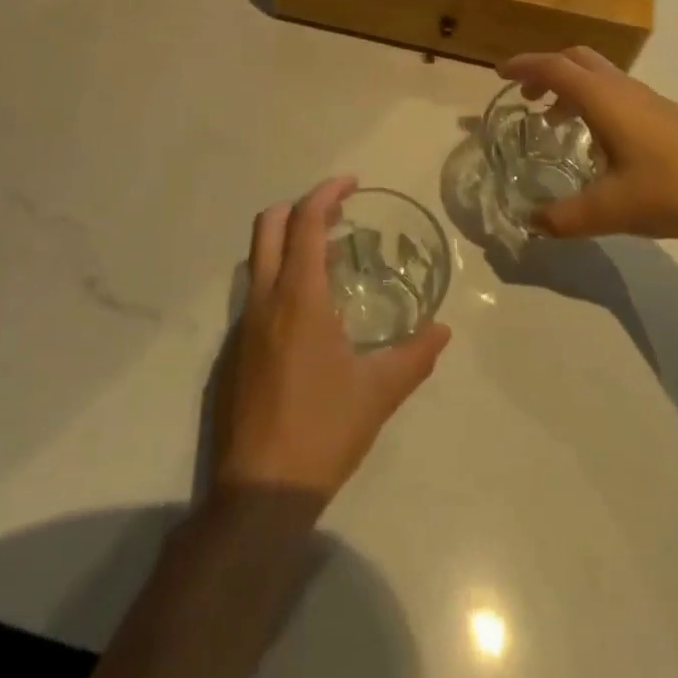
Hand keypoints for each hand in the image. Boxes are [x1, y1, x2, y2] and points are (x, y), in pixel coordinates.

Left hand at [213, 177, 450, 505]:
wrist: (259, 494)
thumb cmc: (323, 431)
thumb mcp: (379, 393)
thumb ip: (415, 356)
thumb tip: (443, 330)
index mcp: (298, 297)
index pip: (304, 222)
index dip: (326, 193)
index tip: (352, 183)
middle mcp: (263, 300)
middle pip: (269, 226)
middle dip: (300, 207)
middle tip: (337, 212)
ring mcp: (243, 325)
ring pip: (258, 258)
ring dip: (289, 241)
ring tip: (329, 255)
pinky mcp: (234, 350)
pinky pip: (255, 291)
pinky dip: (280, 276)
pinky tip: (309, 309)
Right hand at [498, 47, 677, 242]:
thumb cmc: (671, 191)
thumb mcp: (610, 210)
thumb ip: (564, 218)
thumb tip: (530, 224)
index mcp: (604, 99)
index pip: (554, 68)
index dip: (524, 66)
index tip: (498, 74)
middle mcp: (623, 88)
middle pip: (576, 59)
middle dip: (545, 70)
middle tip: (525, 95)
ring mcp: (647, 98)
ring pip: (599, 74)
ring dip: (570, 86)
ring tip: (553, 121)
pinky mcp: (664, 113)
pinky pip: (615, 90)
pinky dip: (592, 99)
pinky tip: (597, 139)